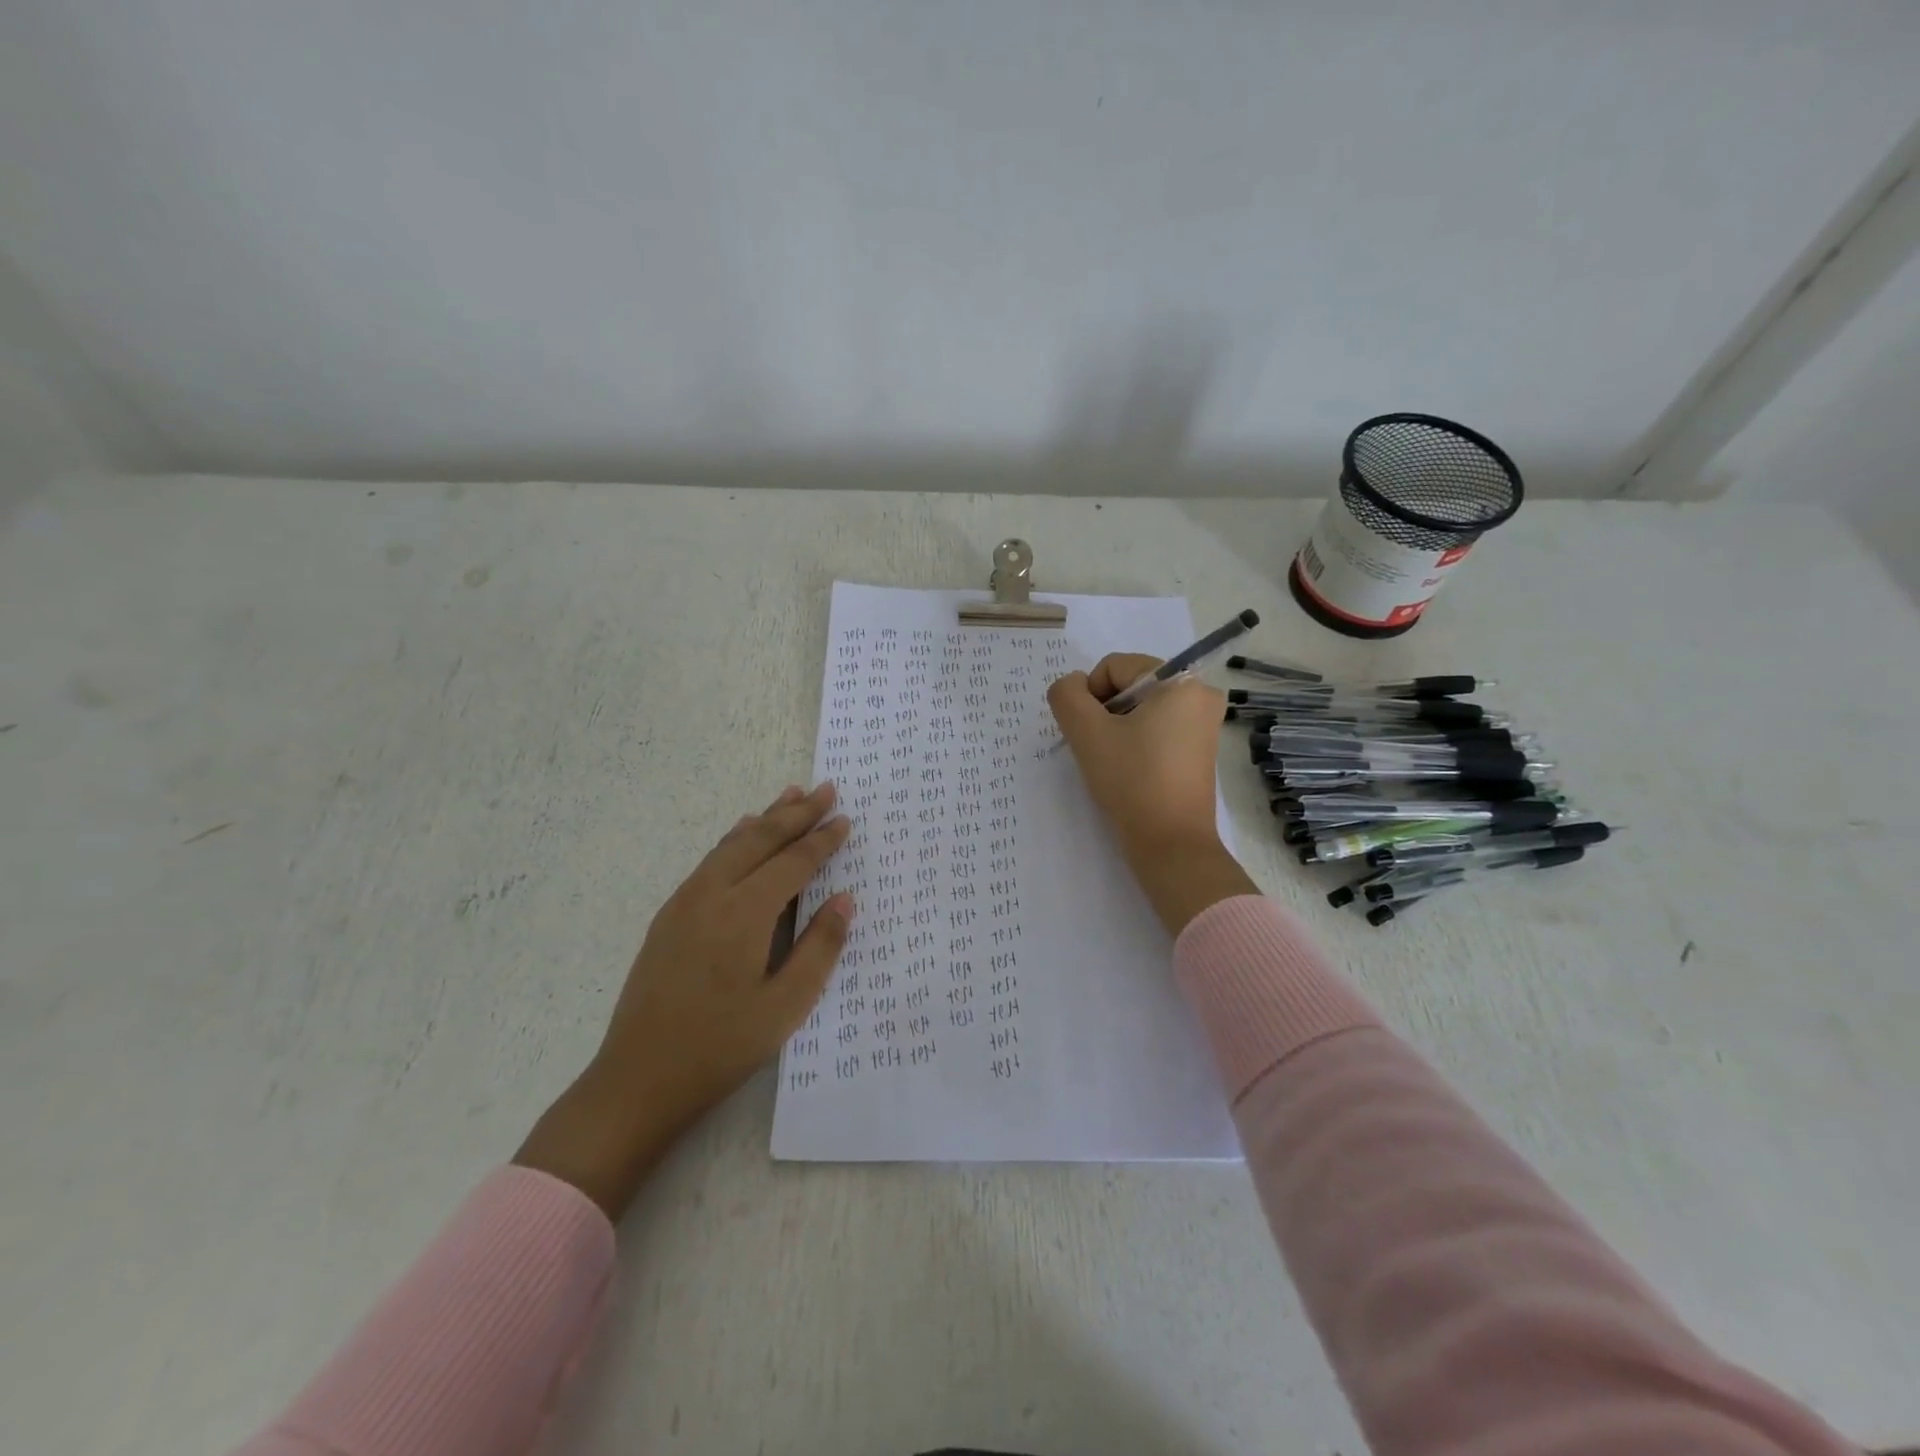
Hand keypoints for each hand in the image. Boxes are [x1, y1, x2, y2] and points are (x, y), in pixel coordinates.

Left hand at [515, 782, 852, 1218]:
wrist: (637, 1079)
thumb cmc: (721, 1047)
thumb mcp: (786, 1006)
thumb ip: (819, 947)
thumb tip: (845, 899)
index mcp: (744, 914)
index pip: (793, 863)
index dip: (822, 840)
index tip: (845, 819)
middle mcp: (712, 894)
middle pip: (760, 839)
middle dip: (796, 813)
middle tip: (826, 790)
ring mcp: (684, 902)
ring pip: (731, 844)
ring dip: (765, 818)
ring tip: (790, 796)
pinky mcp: (669, 916)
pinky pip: (711, 860)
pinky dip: (736, 839)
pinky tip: (743, 834)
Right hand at [1047, 654, 1228, 858]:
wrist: (1170, 844)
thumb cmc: (1131, 781)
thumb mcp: (1086, 732)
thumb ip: (1067, 695)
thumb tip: (1072, 686)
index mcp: (1181, 682)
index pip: (1114, 667)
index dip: (1090, 696)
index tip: (1090, 733)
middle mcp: (1200, 695)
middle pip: (1129, 685)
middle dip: (1105, 713)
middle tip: (1100, 749)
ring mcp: (1204, 724)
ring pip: (1140, 709)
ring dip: (1117, 729)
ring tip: (1115, 762)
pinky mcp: (1199, 749)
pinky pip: (1156, 728)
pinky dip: (1135, 742)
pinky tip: (1130, 770)